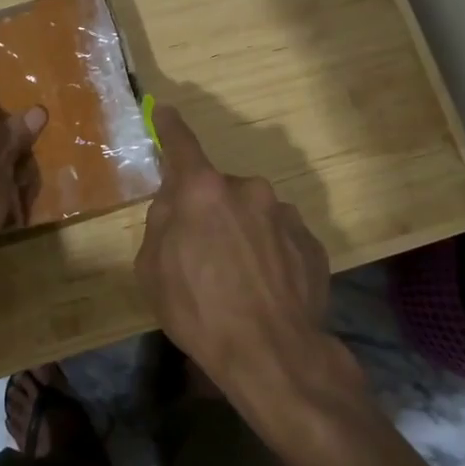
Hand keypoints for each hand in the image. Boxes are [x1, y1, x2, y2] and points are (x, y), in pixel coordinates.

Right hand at [132, 106, 333, 405]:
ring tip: (241, 281)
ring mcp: (284, 213)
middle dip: (209, 212)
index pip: (181, 144)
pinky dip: (270, 253)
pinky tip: (267, 289)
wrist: (274, 355)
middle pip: (218, 190)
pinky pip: (280, 237)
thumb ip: (161, 223)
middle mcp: (247, 189)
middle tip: (204, 254)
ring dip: (243, 233)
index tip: (166, 110)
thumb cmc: (200, 311)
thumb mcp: (153, 269)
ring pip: (252, 214)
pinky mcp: (311, 241)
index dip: (170, 126)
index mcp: (202, 191)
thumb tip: (174, 203)